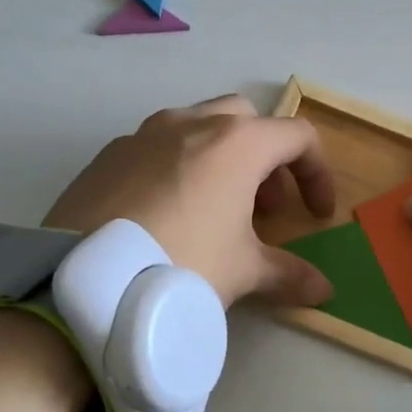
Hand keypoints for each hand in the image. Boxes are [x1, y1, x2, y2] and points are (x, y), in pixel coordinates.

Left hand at [44, 95, 336, 307]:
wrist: (87, 281)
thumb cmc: (184, 264)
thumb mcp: (244, 272)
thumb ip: (288, 274)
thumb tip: (323, 291)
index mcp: (237, 142)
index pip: (298, 137)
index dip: (317, 174)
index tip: (316, 214)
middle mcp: (192, 123)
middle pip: (247, 121)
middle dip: (266, 159)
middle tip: (265, 208)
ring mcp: (144, 134)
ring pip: (198, 128)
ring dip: (221, 159)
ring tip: (216, 211)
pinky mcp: (108, 154)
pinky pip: (156, 148)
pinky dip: (177, 168)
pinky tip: (166, 216)